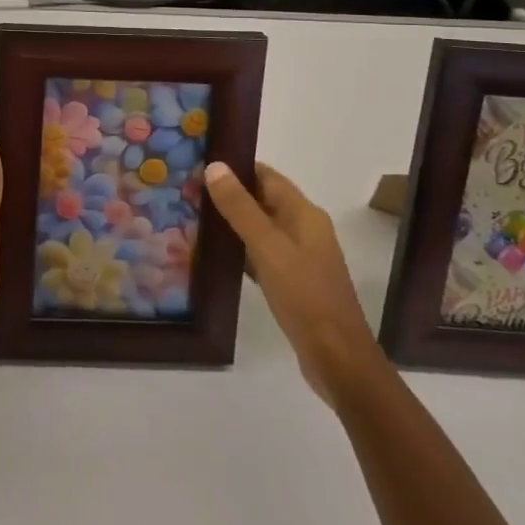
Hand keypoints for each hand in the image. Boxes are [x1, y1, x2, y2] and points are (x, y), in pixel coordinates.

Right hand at [203, 161, 380, 406]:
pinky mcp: (293, 281)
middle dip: (229, 194)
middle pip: (263, 199)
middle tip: (187, 192)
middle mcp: (305, 229)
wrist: (337, 359)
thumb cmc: (304, 296)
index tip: (199, 166)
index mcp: (304, 214)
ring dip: (232, 222)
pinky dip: (240, 250)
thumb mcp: (268, 247)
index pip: (266, 175)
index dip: (235, 167)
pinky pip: (262, 254)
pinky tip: (215, 256)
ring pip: (260, 228)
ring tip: (193, 218)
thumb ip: (240, 207)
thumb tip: (214, 165)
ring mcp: (300, 257)